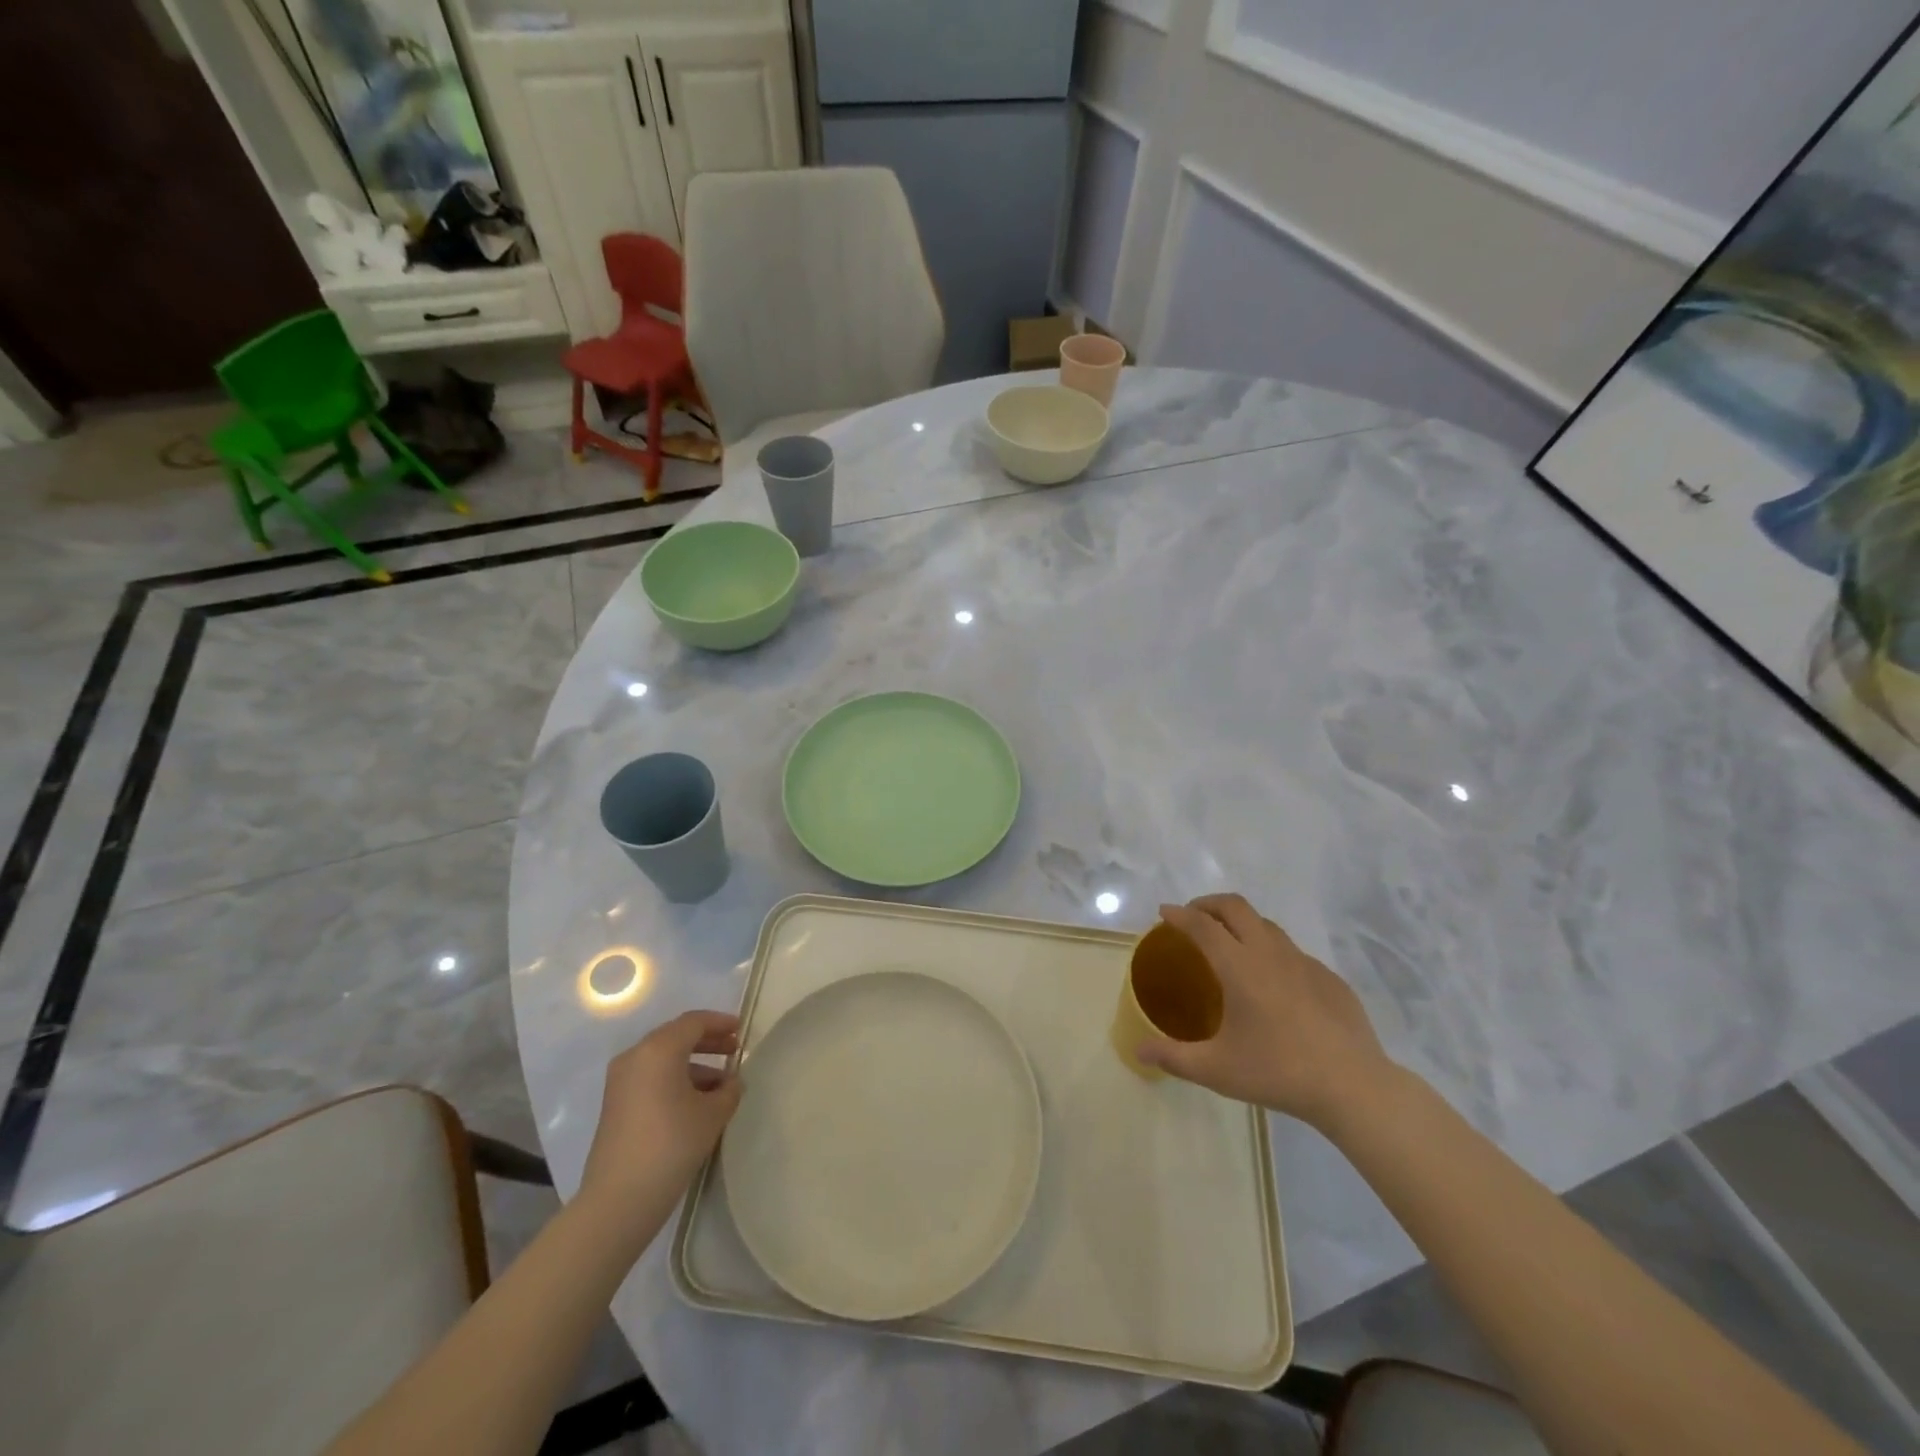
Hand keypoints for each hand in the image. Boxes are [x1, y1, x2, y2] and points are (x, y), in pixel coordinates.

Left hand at [578, 1010, 741, 1218]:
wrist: (618, 1200)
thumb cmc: (671, 1145)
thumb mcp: (713, 1114)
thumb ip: (729, 1090)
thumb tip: (731, 1082)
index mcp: (658, 1050)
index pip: (694, 1022)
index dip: (720, 1022)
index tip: (741, 1029)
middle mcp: (635, 1057)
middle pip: (676, 1036)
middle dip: (707, 1041)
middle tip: (734, 1050)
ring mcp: (620, 1081)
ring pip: (663, 1059)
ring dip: (693, 1064)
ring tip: (722, 1084)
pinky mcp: (615, 1104)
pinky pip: (651, 1077)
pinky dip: (675, 1079)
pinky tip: (696, 1102)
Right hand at [1137, 894, 1395, 1130]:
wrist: (1353, 1086)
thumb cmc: (1278, 1072)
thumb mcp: (1216, 1069)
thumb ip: (1173, 1057)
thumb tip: (1139, 1050)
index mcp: (1239, 966)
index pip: (1202, 925)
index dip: (1179, 914)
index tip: (1164, 912)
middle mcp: (1270, 953)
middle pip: (1235, 907)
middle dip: (1209, 904)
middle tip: (1193, 917)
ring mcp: (1304, 963)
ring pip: (1267, 925)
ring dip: (1241, 924)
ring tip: (1230, 944)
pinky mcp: (1330, 979)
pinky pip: (1293, 953)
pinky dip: (1272, 953)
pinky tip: (1273, 984)